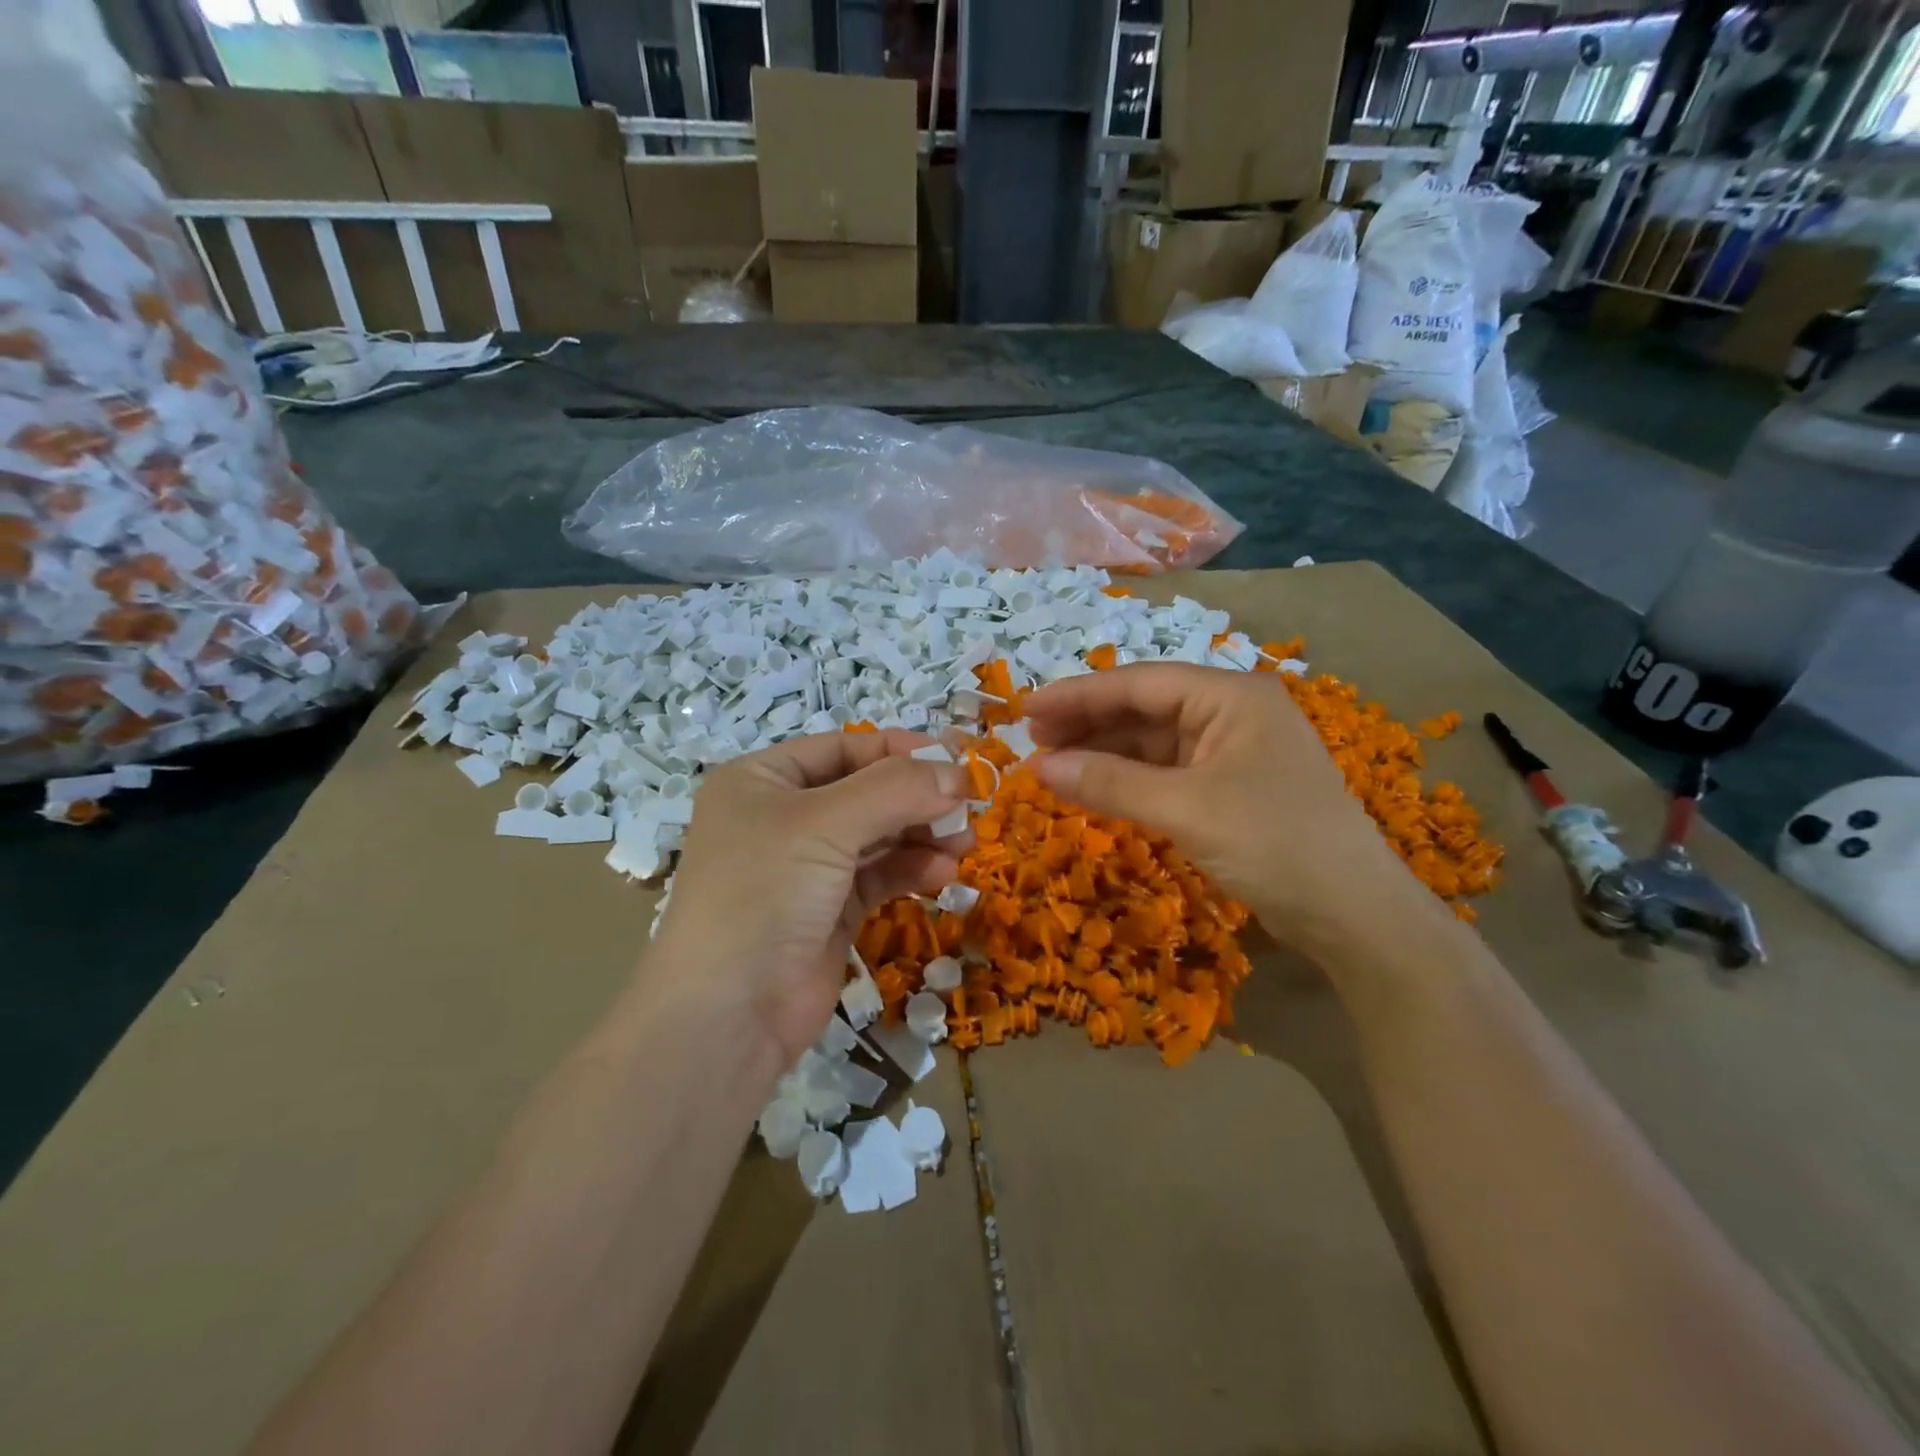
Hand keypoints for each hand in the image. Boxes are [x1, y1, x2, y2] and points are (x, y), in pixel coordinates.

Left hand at [651, 731, 970, 1070]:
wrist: (729, 1015)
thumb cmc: (765, 892)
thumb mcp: (826, 824)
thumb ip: (895, 791)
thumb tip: (958, 775)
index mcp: (761, 780)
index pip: (842, 748)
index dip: (899, 750)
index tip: (954, 761)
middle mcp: (782, 817)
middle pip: (865, 791)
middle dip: (917, 798)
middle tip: (968, 807)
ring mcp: (807, 867)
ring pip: (878, 835)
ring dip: (921, 834)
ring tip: (964, 842)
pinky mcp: (830, 910)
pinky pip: (879, 875)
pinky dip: (911, 869)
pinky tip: (941, 872)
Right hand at [1025, 664, 1435, 959]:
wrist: (1354, 916)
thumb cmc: (1275, 844)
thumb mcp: (1187, 809)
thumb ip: (1110, 782)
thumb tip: (1038, 766)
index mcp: (1230, 696)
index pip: (1139, 683)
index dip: (1078, 695)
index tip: (1025, 710)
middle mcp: (1231, 713)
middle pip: (1143, 707)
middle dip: (1087, 722)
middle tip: (1032, 740)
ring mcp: (1232, 751)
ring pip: (1152, 741)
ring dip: (1103, 751)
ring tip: (1052, 765)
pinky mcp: (1229, 788)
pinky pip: (1165, 772)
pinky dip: (1128, 779)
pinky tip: (1094, 786)